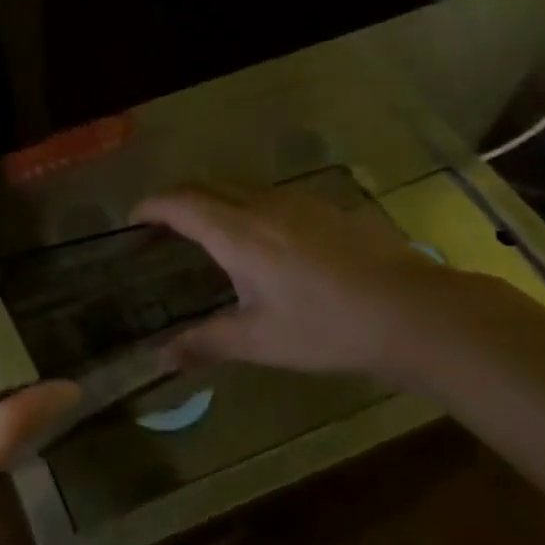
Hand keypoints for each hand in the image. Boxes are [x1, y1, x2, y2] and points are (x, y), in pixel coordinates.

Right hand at [131, 185, 457, 378]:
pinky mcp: (324, 207)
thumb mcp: (260, 341)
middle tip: (162, 227)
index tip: (132, 220)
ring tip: (204, 231)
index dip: (150, 206)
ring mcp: (296, 202)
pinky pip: (268, 194)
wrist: (412, 311)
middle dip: (176, 199)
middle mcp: (261, 206)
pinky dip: (244, 205)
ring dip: (211, 199)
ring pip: (238, 186)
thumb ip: (205, 343)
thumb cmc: (327, 328)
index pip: (179, 203)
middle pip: (205, 185)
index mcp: (237, 234)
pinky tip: (260, 238)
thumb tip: (158, 359)